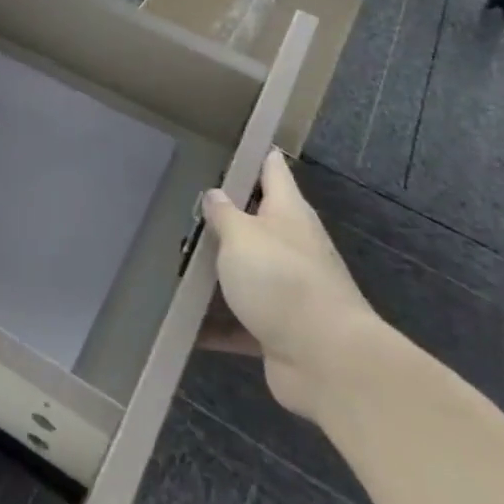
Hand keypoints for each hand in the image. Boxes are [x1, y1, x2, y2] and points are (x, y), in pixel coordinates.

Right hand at [200, 151, 374, 417]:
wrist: (327, 361)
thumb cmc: (281, 280)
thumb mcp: (241, 236)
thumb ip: (224, 213)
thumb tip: (216, 193)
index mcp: (288, 212)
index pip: (272, 169)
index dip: (255, 154)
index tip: (231, 143)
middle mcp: (292, 245)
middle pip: (258, 222)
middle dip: (226, 216)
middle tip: (184, 203)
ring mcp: (289, 290)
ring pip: (247, 272)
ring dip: (219, 271)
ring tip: (176, 259)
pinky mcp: (280, 330)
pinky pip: (240, 321)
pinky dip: (215, 323)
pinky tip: (183, 321)